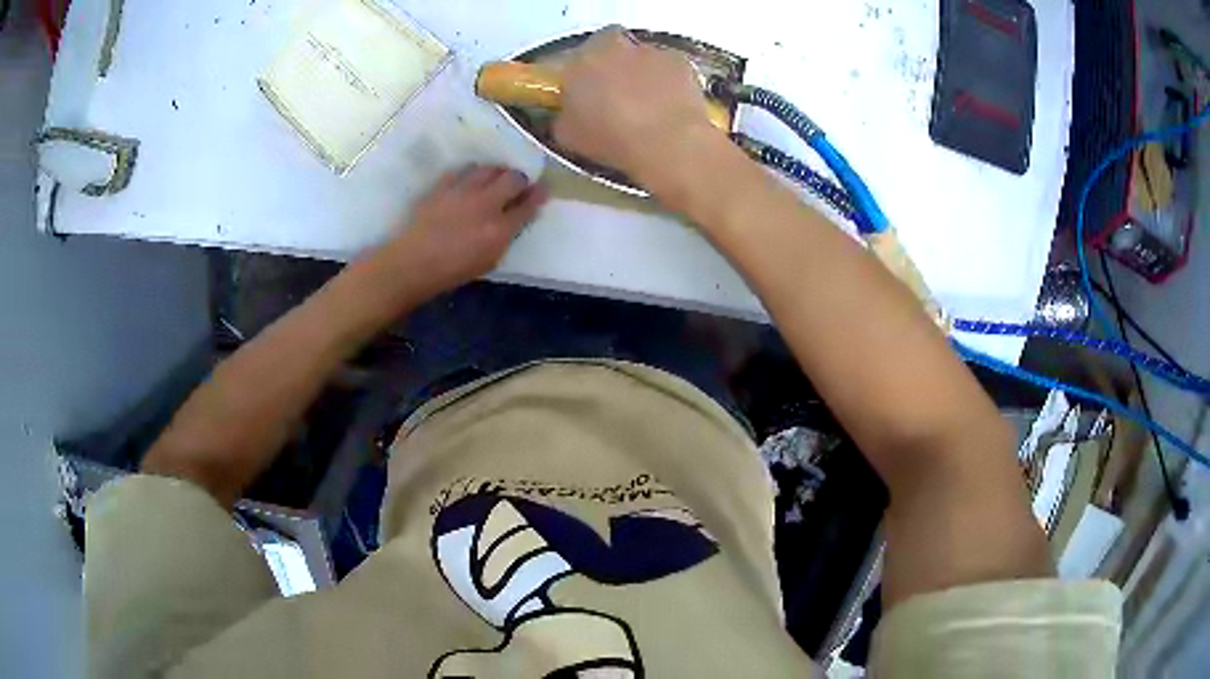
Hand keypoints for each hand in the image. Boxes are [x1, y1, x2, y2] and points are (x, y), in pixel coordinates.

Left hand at [374, 166, 547, 302]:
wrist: (413, 263)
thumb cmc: (452, 271)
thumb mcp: (488, 262)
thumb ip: (505, 238)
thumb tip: (515, 220)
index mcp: (499, 230)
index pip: (528, 205)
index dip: (539, 195)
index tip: (543, 190)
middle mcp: (485, 205)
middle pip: (513, 178)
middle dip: (520, 179)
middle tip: (518, 184)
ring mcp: (463, 192)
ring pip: (489, 169)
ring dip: (496, 172)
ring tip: (494, 179)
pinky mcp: (443, 186)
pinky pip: (463, 170)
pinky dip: (471, 173)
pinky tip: (469, 180)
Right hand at [554, 27, 723, 189]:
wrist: (667, 142)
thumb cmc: (610, 138)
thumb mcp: (568, 136)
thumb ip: (566, 115)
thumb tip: (570, 114)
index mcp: (578, 62)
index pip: (576, 58)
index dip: (583, 73)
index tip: (587, 92)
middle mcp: (613, 47)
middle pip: (611, 47)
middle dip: (614, 65)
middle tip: (618, 94)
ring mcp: (650, 51)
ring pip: (641, 57)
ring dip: (643, 73)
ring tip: (648, 106)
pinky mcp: (681, 62)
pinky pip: (670, 68)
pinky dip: (670, 82)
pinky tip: (670, 107)